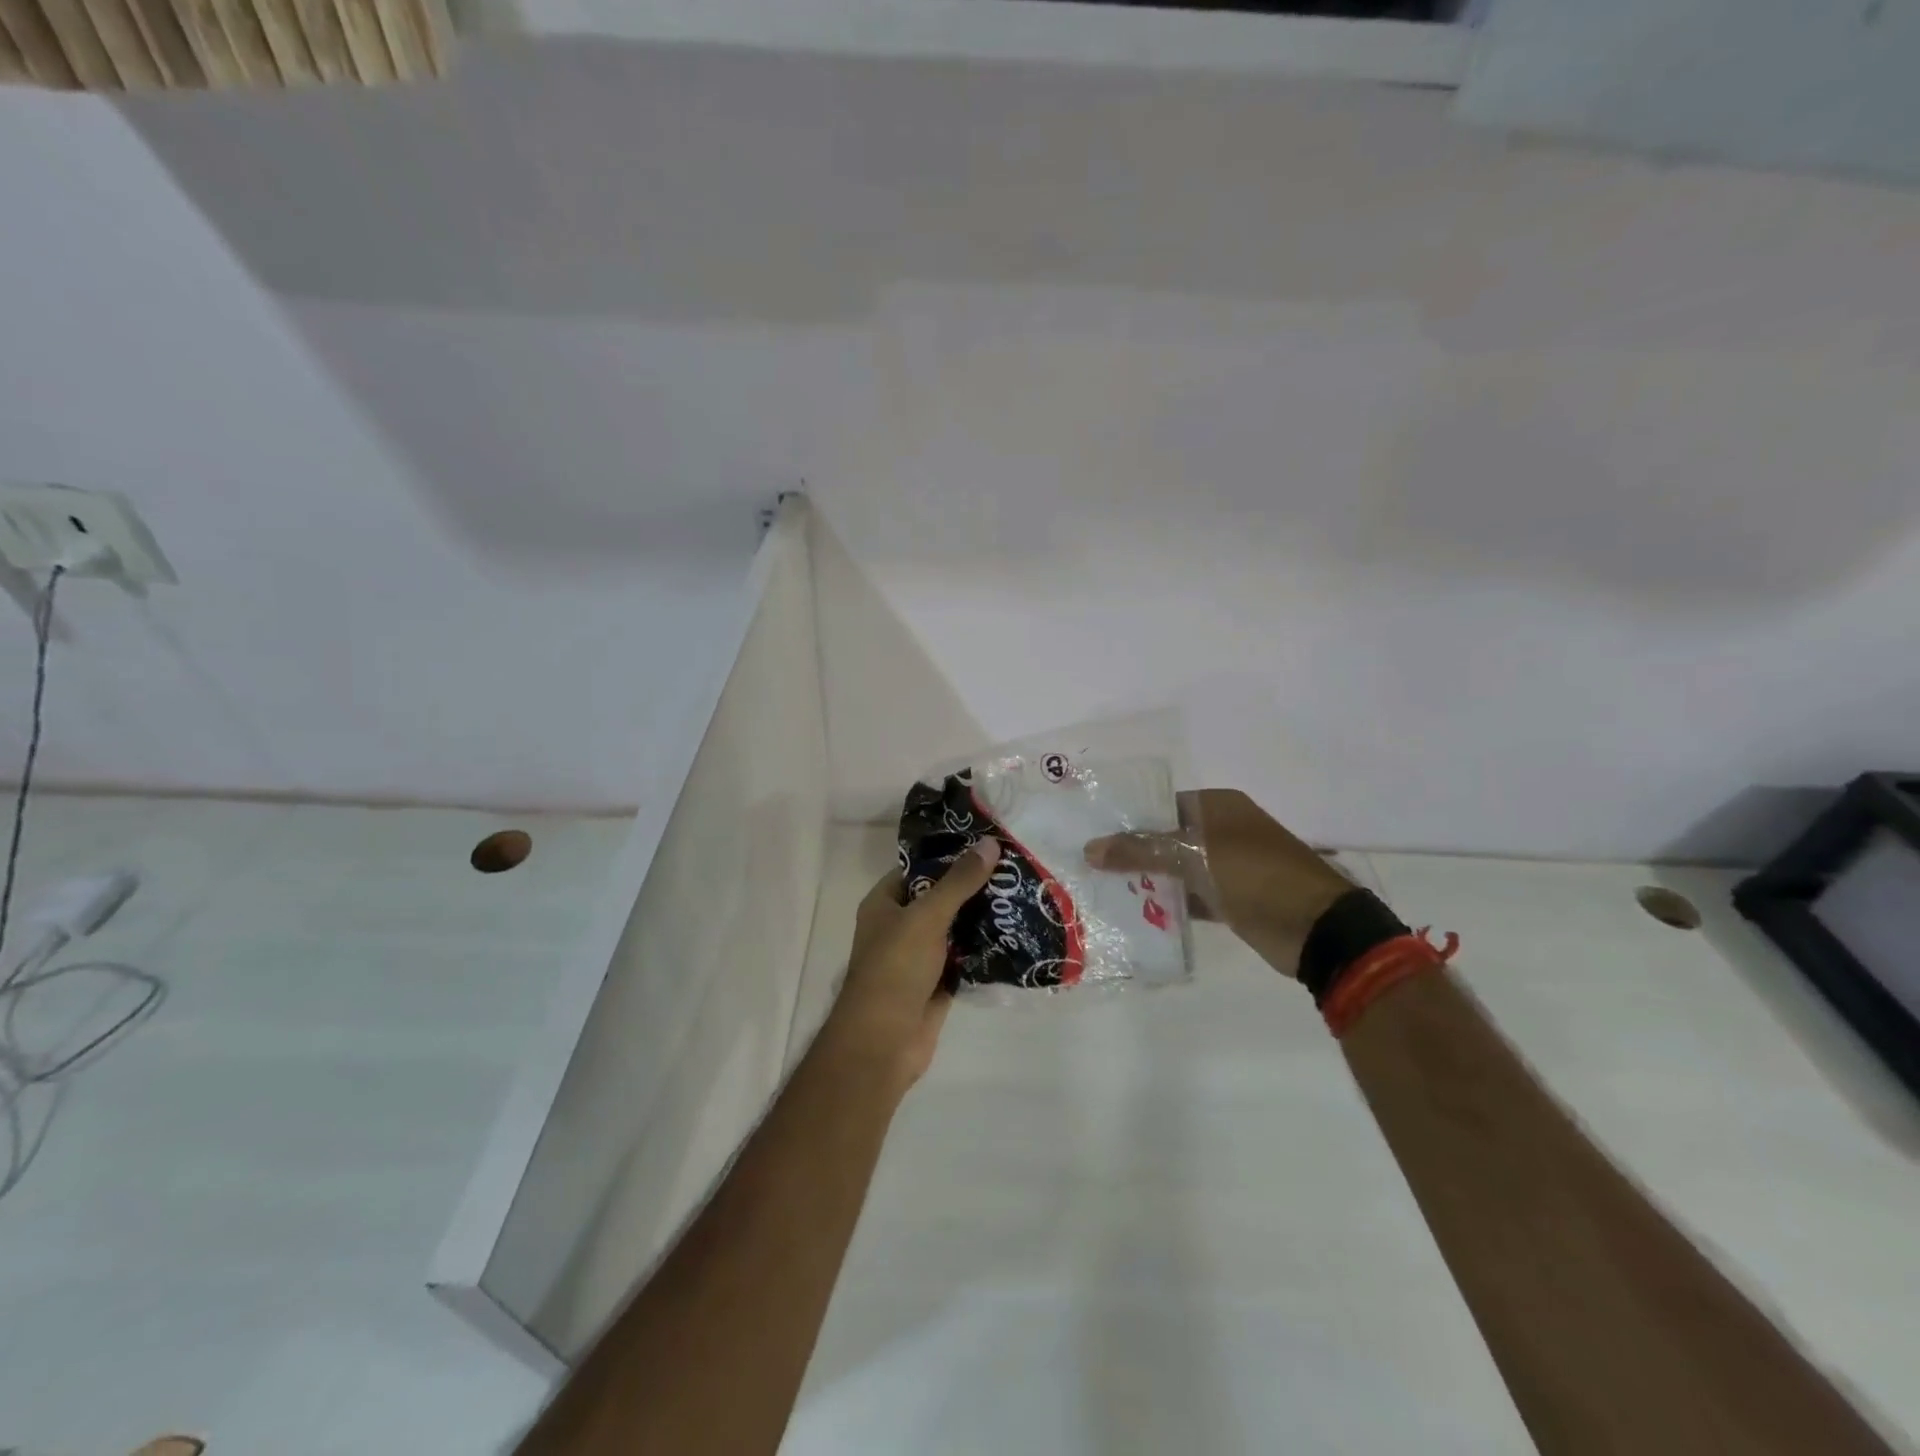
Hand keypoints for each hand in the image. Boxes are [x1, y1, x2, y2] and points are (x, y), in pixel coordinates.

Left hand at [821, 838, 1001, 1092]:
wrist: (884, 1043)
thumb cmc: (895, 969)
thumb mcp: (926, 917)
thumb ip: (958, 882)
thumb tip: (990, 844)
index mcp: (885, 903)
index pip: (919, 868)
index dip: (950, 854)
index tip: (987, 843)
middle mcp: (900, 925)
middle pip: (941, 897)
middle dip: (973, 886)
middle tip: (1015, 867)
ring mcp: (920, 956)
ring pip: (956, 928)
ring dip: (984, 917)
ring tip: (1023, 894)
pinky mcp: (939, 982)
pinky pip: (966, 957)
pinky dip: (986, 948)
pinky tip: (1018, 933)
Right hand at [1084, 789, 1350, 977]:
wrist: (1316, 928)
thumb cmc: (1254, 875)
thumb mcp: (1192, 856)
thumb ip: (1139, 850)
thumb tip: (1089, 848)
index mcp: (1217, 807)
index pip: (1160, 805)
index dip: (1127, 818)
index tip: (1092, 834)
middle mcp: (1221, 831)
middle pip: (1165, 838)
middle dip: (1131, 852)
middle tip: (1089, 865)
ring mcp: (1228, 867)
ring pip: (1176, 868)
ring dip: (1146, 880)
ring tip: (1101, 890)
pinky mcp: (1231, 899)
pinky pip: (1189, 895)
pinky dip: (1167, 903)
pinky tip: (1134, 914)